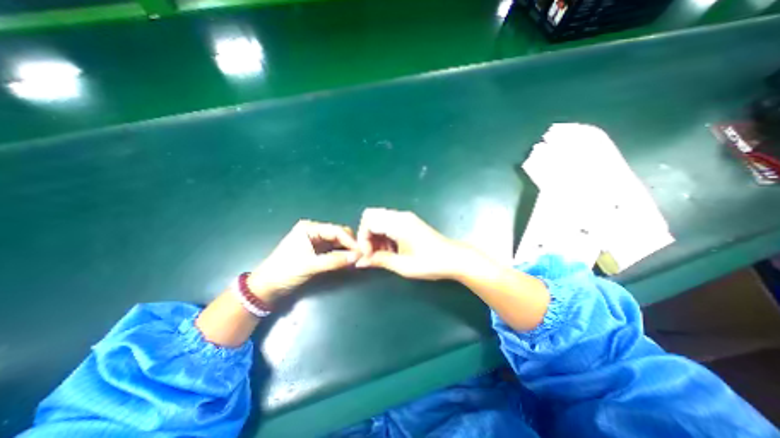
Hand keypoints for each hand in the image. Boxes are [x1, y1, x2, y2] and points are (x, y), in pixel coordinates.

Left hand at [250, 221, 358, 303]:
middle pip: (338, 235)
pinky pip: (334, 250)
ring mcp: (316, 241)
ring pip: (338, 242)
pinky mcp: (317, 251)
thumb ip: (335, 261)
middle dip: (350, 244)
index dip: (350, 240)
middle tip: (361, 256)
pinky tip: (349, 261)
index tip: (361, 251)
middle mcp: (314, 232)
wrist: (267, 287)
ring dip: (347, 250)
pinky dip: (341, 255)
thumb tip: (357, 257)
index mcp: (310, 228)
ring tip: (357, 259)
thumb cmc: (285, 271)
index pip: (336, 230)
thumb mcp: (311, 266)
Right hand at [355, 207, 474, 279]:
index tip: (368, 255)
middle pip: (372, 216)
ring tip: (383, 254)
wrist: (453, 258)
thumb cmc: (430, 263)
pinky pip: (389, 223)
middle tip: (373, 253)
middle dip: (367, 235)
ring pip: (379, 220)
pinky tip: (391, 249)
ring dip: (376, 236)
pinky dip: (384, 235)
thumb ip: (379, 260)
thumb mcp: (402, 265)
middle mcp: (400, 216)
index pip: (368, 221)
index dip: (363, 238)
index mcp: (398, 223)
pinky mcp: (409, 222)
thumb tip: (360, 262)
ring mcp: (405, 217)